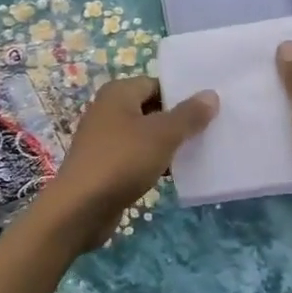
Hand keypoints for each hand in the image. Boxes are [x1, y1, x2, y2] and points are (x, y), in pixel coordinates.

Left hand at [38, 77, 218, 252]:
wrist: (80, 208)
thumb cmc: (122, 161)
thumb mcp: (162, 135)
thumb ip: (188, 115)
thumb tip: (211, 94)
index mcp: (118, 93)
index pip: (157, 84)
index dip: (182, 94)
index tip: (210, 109)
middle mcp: (108, 110)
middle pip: (152, 108)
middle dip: (178, 120)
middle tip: (211, 130)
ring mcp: (105, 139)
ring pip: (145, 135)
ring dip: (168, 144)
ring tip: (200, 151)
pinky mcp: (106, 165)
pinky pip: (136, 156)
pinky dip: (155, 161)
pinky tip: (177, 173)